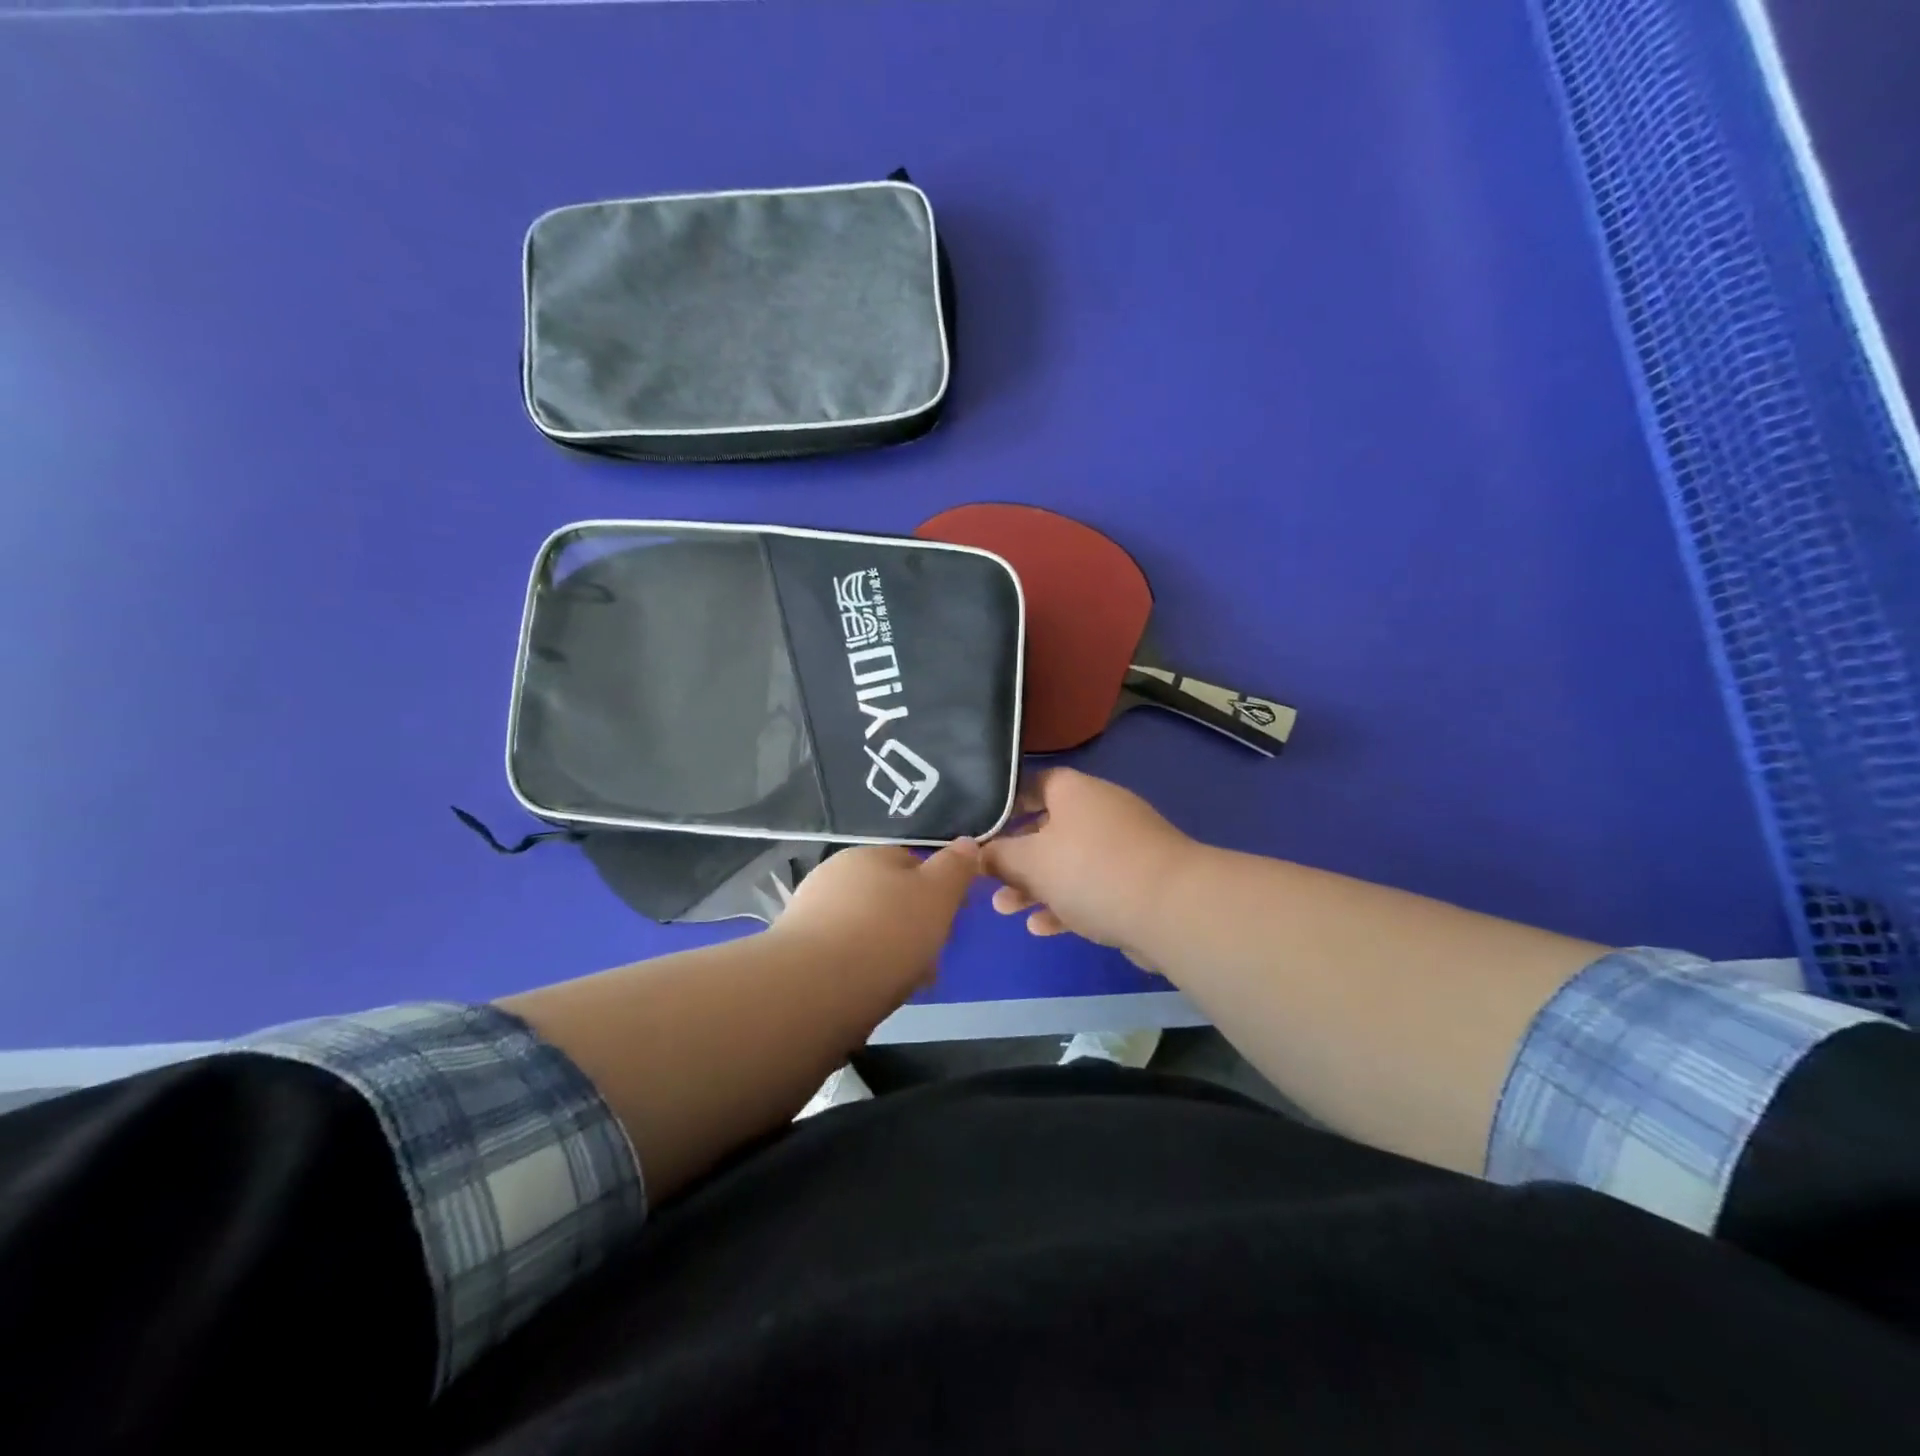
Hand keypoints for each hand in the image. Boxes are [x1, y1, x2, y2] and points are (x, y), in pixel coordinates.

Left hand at [773, 841, 979, 996]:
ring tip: (904, 984)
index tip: (952, 921)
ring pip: (865, 929)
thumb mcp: (937, 895)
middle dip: (912, 925)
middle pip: (887, 898)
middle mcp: (835, 876)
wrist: (815, 989)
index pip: (911, 863)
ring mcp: (810, 914)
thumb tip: (967, 843)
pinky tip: (870, 993)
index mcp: (868, 856)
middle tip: (930, 960)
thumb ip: (955, 868)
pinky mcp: (796, 953)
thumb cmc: (887, 933)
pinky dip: (860, 970)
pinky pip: (842, 956)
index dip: (937, 890)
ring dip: (887, 951)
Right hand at [982, 768, 1195, 959]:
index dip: (1006, 803)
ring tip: (1005, 909)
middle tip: (988, 878)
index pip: (1034, 784)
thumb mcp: (1032, 862)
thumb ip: (1000, 857)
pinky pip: (1091, 889)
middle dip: (1016, 857)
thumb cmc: (1090, 870)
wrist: (1171, 909)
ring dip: (1035, 887)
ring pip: (1068, 864)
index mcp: (1075, 792)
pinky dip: (1066, 905)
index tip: (982, 826)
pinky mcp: (1136, 884)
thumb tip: (978, 853)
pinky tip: (1041, 928)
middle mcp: (1100, 812)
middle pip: (1048, 828)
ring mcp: (1122, 849)